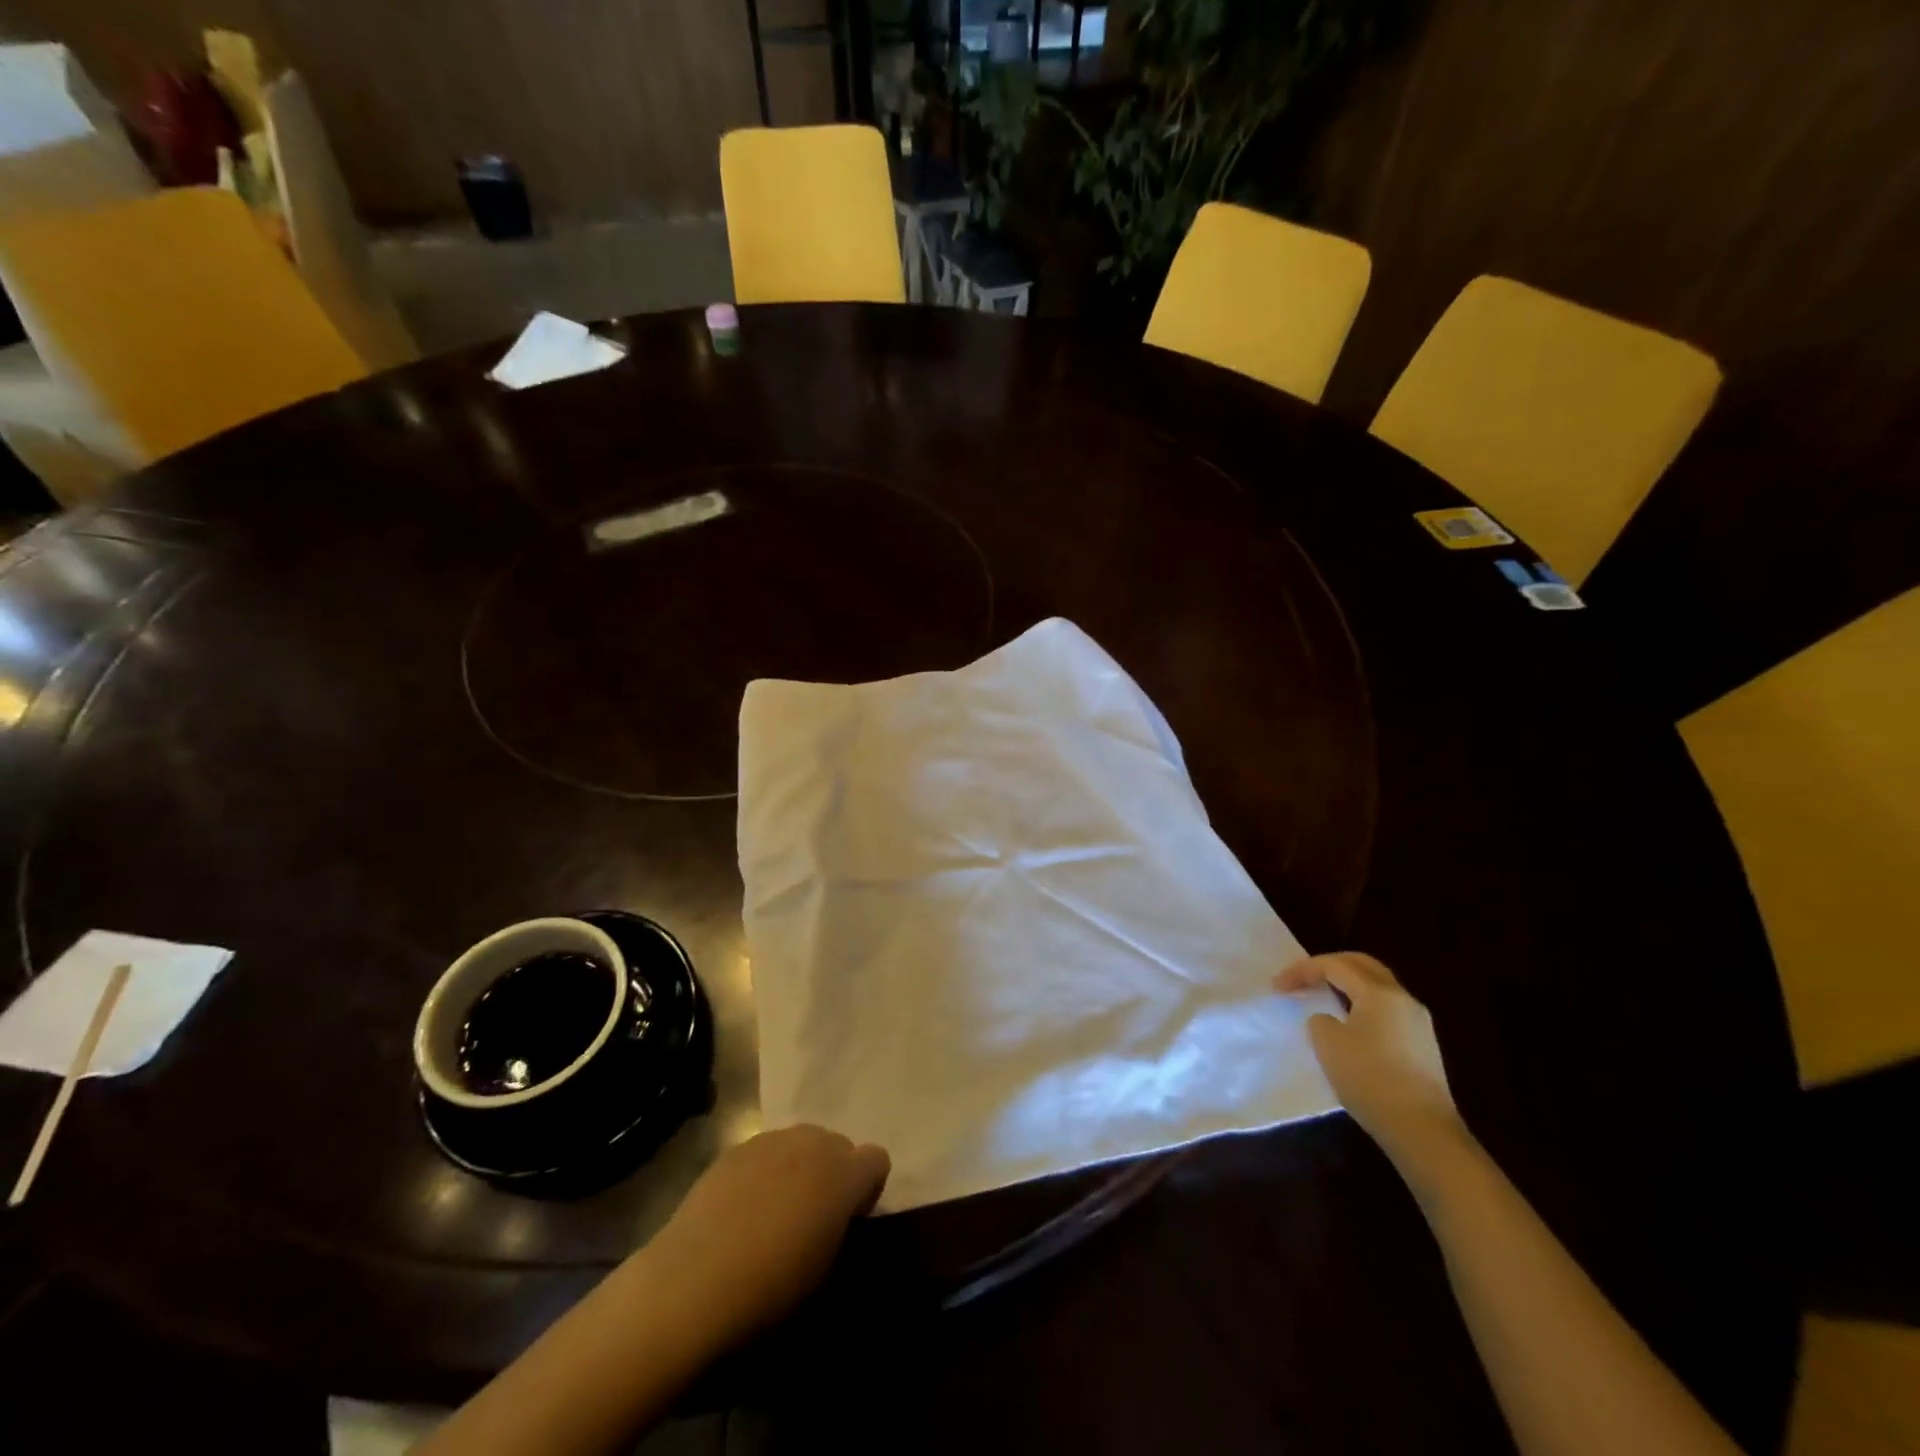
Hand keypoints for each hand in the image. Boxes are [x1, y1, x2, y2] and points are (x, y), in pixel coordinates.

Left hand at [651, 1125, 890, 1345]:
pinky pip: (765, 1152)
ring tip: (775, 1213)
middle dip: (832, 1174)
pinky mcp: (734, 1149)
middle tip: (813, 1219)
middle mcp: (812, 1143)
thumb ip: (841, 1232)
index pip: (876, 1160)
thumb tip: (835, 1222)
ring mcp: (770, 1140)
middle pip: (838, 1144)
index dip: (867, 1189)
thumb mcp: (824, 1276)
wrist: (689, 1287)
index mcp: (842, 1174)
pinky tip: (741, 1211)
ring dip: (799, 1168)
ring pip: (801, 1143)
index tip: (849, 1221)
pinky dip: (765, 1172)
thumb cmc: (767, 1294)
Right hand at [1274, 952, 1464, 1171]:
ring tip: (1321, 997)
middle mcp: (1403, 999)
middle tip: (1302, 977)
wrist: (1423, 1131)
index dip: (1301, 971)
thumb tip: (1329, 1020)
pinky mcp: (1422, 1045)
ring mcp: (1418, 1022)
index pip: (1334, 965)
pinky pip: (1385, 1009)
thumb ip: (1320, 1020)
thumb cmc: (1370, 1079)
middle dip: (1328, 966)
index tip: (1277, 987)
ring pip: (1376, 987)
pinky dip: (1361, 1005)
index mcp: (1380, 993)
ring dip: (1346, 985)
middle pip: (1362, 966)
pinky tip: (1348, 1024)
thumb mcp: (1328, 1044)